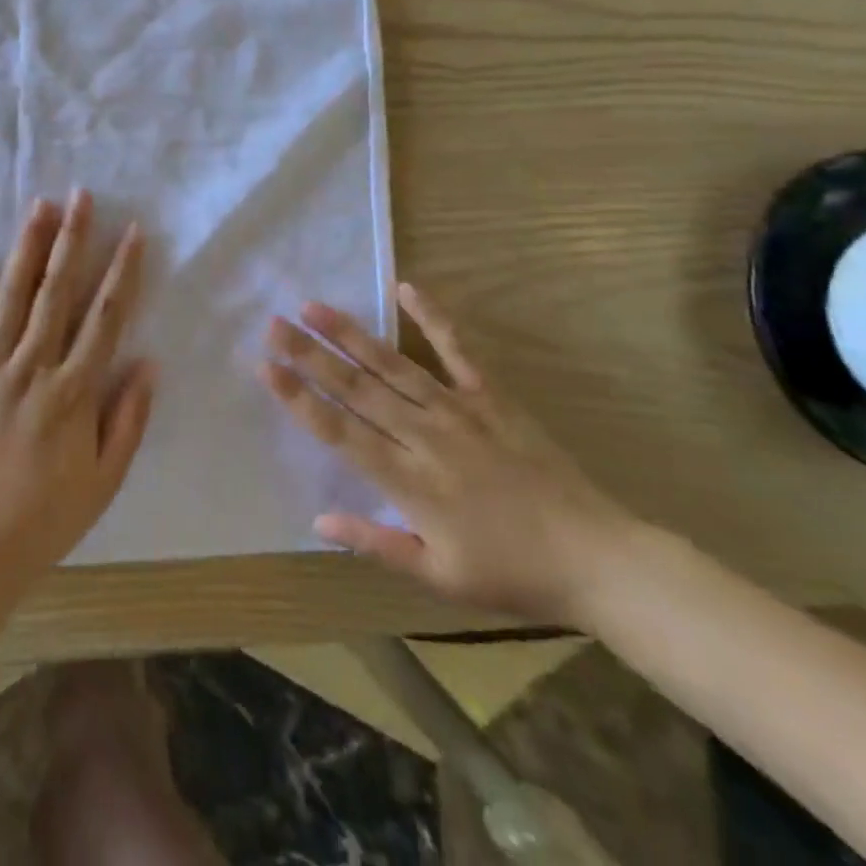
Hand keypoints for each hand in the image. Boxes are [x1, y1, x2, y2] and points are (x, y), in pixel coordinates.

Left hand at [0, 191, 152, 593]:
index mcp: (71, 392)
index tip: (132, 233)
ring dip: (26, 248)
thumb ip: (128, 420)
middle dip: (73, 240)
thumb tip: (149, 363)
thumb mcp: (104, 481)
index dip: (122, 272)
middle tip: (82, 196)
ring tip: (39, 206)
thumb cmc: (44, 519)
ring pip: (9, 297)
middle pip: (56, 292)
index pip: (104, 318)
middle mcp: (29, 368)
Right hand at [262, 284, 636, 627]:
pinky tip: (406, 288)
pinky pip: (457, 351)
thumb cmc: (512, 573)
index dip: (299, 398)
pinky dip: (432, 318)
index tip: (266, 367)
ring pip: (392, 365)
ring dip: (350, 334)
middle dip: (310, 355)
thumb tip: (316, 521)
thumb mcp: (438, 576)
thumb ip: (375, 544)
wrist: (598, 559)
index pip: (340, 432)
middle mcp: (425, 437)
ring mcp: (459, 410)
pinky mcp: (491, 397)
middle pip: (357, 389)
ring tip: (313, 306)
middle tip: (274, 324)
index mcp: (409, 482)